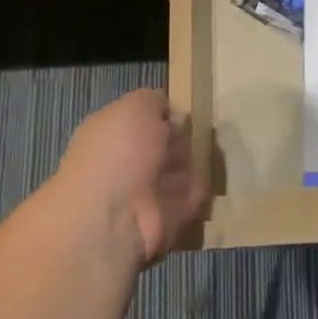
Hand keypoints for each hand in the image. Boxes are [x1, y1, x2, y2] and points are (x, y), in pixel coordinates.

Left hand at [54, 88, 206, 266]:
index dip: (163, 114)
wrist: (113, 216)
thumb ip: (153, 100)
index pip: (142, 120)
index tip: (180, 113)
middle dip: (180, 138)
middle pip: (163, 144)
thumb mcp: (136, 106)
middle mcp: (125, 162)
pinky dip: (199, 188)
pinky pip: (190, 196)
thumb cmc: (120, 151)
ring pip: (178, 169)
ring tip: (206, 154)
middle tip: (194, 134)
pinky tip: (206, 175)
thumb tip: (166, 109)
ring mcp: (144, 192)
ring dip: (192, 162)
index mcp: (111, 134)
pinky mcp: (166, 218)